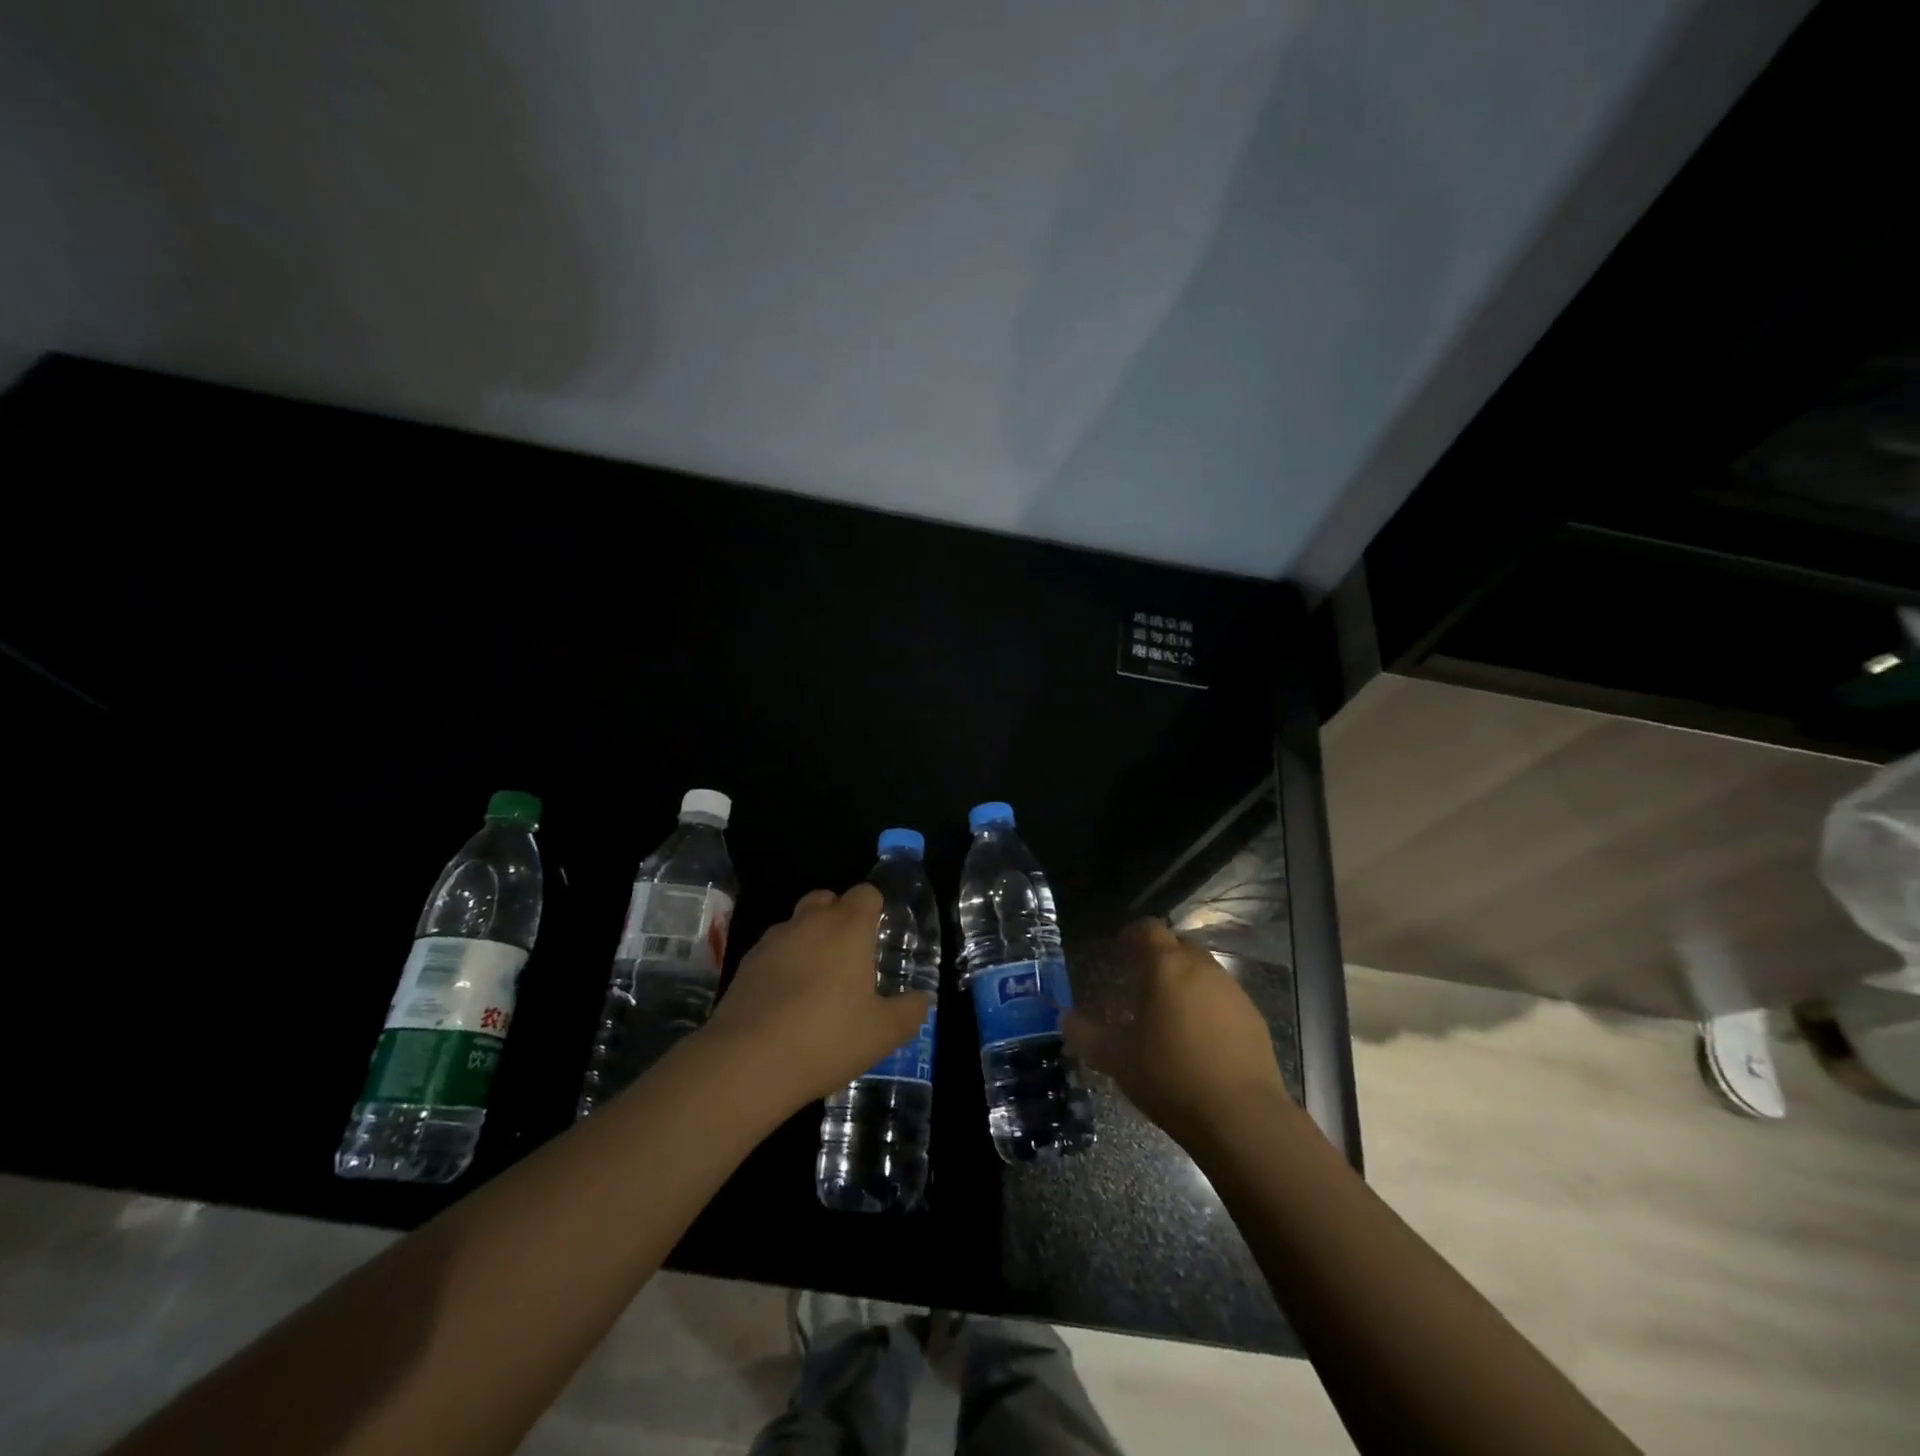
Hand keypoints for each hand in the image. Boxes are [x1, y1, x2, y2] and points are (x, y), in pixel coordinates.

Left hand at [702, 884, 932, 1113]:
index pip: (865, 893)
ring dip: (809, 938)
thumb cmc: (826, 1039)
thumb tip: (921, 999)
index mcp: (848, 928)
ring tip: (817, 981)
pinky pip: (773, 950)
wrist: (747, 1062)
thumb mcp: (883, 1033)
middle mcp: (810, 923)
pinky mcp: (745, 964)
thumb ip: (909, 1011)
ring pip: (796, 923)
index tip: (878, 934)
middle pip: (826, 898)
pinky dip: (783, 962)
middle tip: (850, 955)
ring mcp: (773, 941)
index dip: (874, 908)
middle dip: (839, 915)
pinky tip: (787, 1000)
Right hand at [1063, 918, 1288, 1148]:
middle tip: (1141, 984)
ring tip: (1170, 1013)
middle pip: (1178, 945)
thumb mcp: (1117, 1059)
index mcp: (1166, 967)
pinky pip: (1224, 998)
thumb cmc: (1171, 1076)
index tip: (1119, 953)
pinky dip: (1208, 1006)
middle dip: (1159, 957)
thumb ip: (1086, 1035)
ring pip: (1204, 971)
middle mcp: (1202, 968)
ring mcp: (1233, 991)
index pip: (1148, 928)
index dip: (1132, 936)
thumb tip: (1065, 1019)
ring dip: (1185, 982)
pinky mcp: (1254, 1018)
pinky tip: (1200, 1039)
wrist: (1242, 1118)